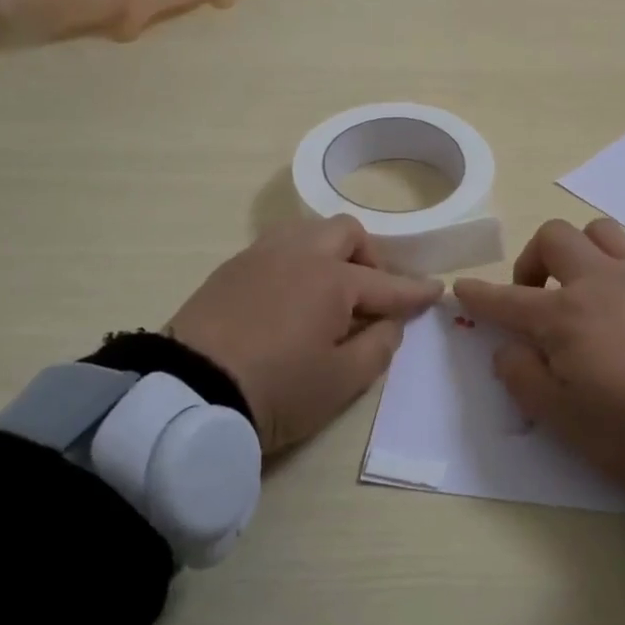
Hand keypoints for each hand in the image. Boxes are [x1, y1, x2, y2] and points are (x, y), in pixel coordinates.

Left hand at [170, 216, 441, 452]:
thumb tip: (390, 322)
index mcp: (333, 280)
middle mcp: (300, 255)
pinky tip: (290, 293)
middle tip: (370, 293)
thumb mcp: (341, 382)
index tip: (436, 290)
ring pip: (308, 231)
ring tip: (328, 289)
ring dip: (330, 251)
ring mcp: (261, 256)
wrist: (187, 392)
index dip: (415, 291)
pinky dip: (297, 261)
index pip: (387, 284)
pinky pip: (277, 247)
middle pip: (347, 233)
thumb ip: (378, 348)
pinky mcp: (231, 268)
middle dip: (369, 257)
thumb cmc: (277, 390)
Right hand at [454, 218, 624, 488]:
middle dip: (532, 260)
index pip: (506, 300)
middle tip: (536, 297)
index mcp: (562, 316)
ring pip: (598, 231)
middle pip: (553, 238)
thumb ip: (523, 380)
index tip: (463, 288)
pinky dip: (616, 264)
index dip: (479, 295)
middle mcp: (596, 282)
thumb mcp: (564, 420)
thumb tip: (506, 349)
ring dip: (579, 250)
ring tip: (582, 285)